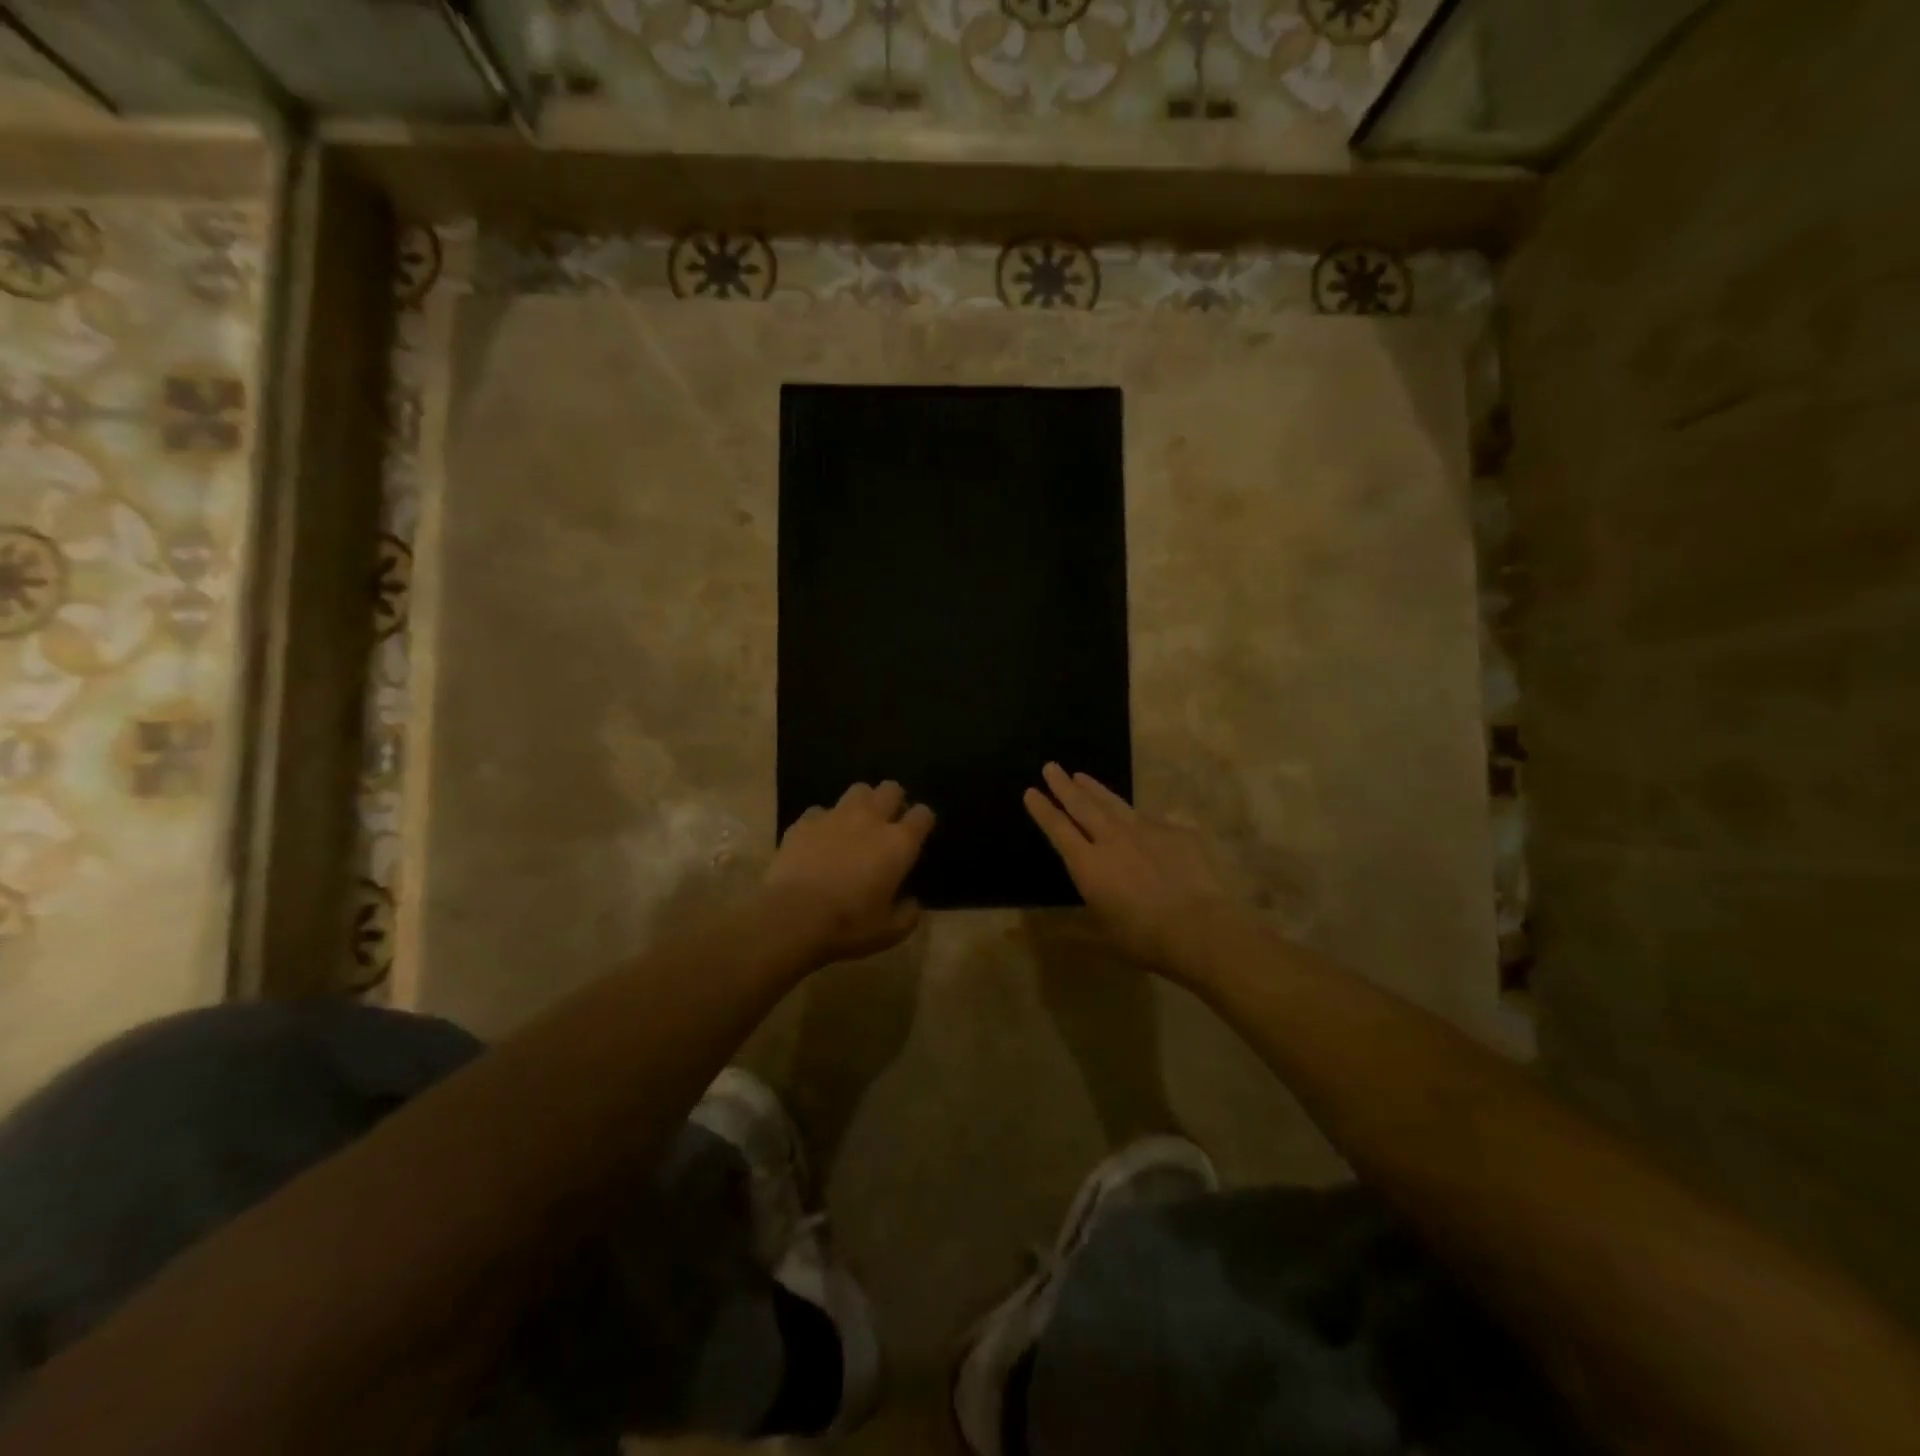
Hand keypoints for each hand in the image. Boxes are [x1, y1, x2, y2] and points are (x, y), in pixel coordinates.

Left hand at [765, 781, 934, 965]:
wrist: (792, 917)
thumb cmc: (848, 925)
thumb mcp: (888, 932)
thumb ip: (907, 915)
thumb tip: (912, 904)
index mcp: (899, 843)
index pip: (923, 815)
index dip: (922, 822)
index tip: (918, 834)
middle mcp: (871, 819)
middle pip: (891, 789)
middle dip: (893, 800)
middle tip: (888, 822)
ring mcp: (836, 816)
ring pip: (858, 790)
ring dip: (862, 802)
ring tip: (856, 823)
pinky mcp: (805, 821)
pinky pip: (820, 811)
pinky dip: (824, 821)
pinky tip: (819, 839)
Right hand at [1024, 763, 1238, 970]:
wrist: (1200, 926)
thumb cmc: (1145, 938)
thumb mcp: (1103, 933)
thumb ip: (1078, 920)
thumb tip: (1044, 923)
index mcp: (1089, 865)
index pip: (1058, 829)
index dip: (1043, 810)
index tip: (1031, 791)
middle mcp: (1112, 839)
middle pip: (1082, 805)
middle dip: (1063, 786)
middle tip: (1050, 767)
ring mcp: (1146, 830)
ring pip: (1114, 803)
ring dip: (1095, 789)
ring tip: (1081, 775)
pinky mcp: (1176, 831)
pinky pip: (1153, 819)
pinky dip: (1140, 816)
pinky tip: (1142, 816)